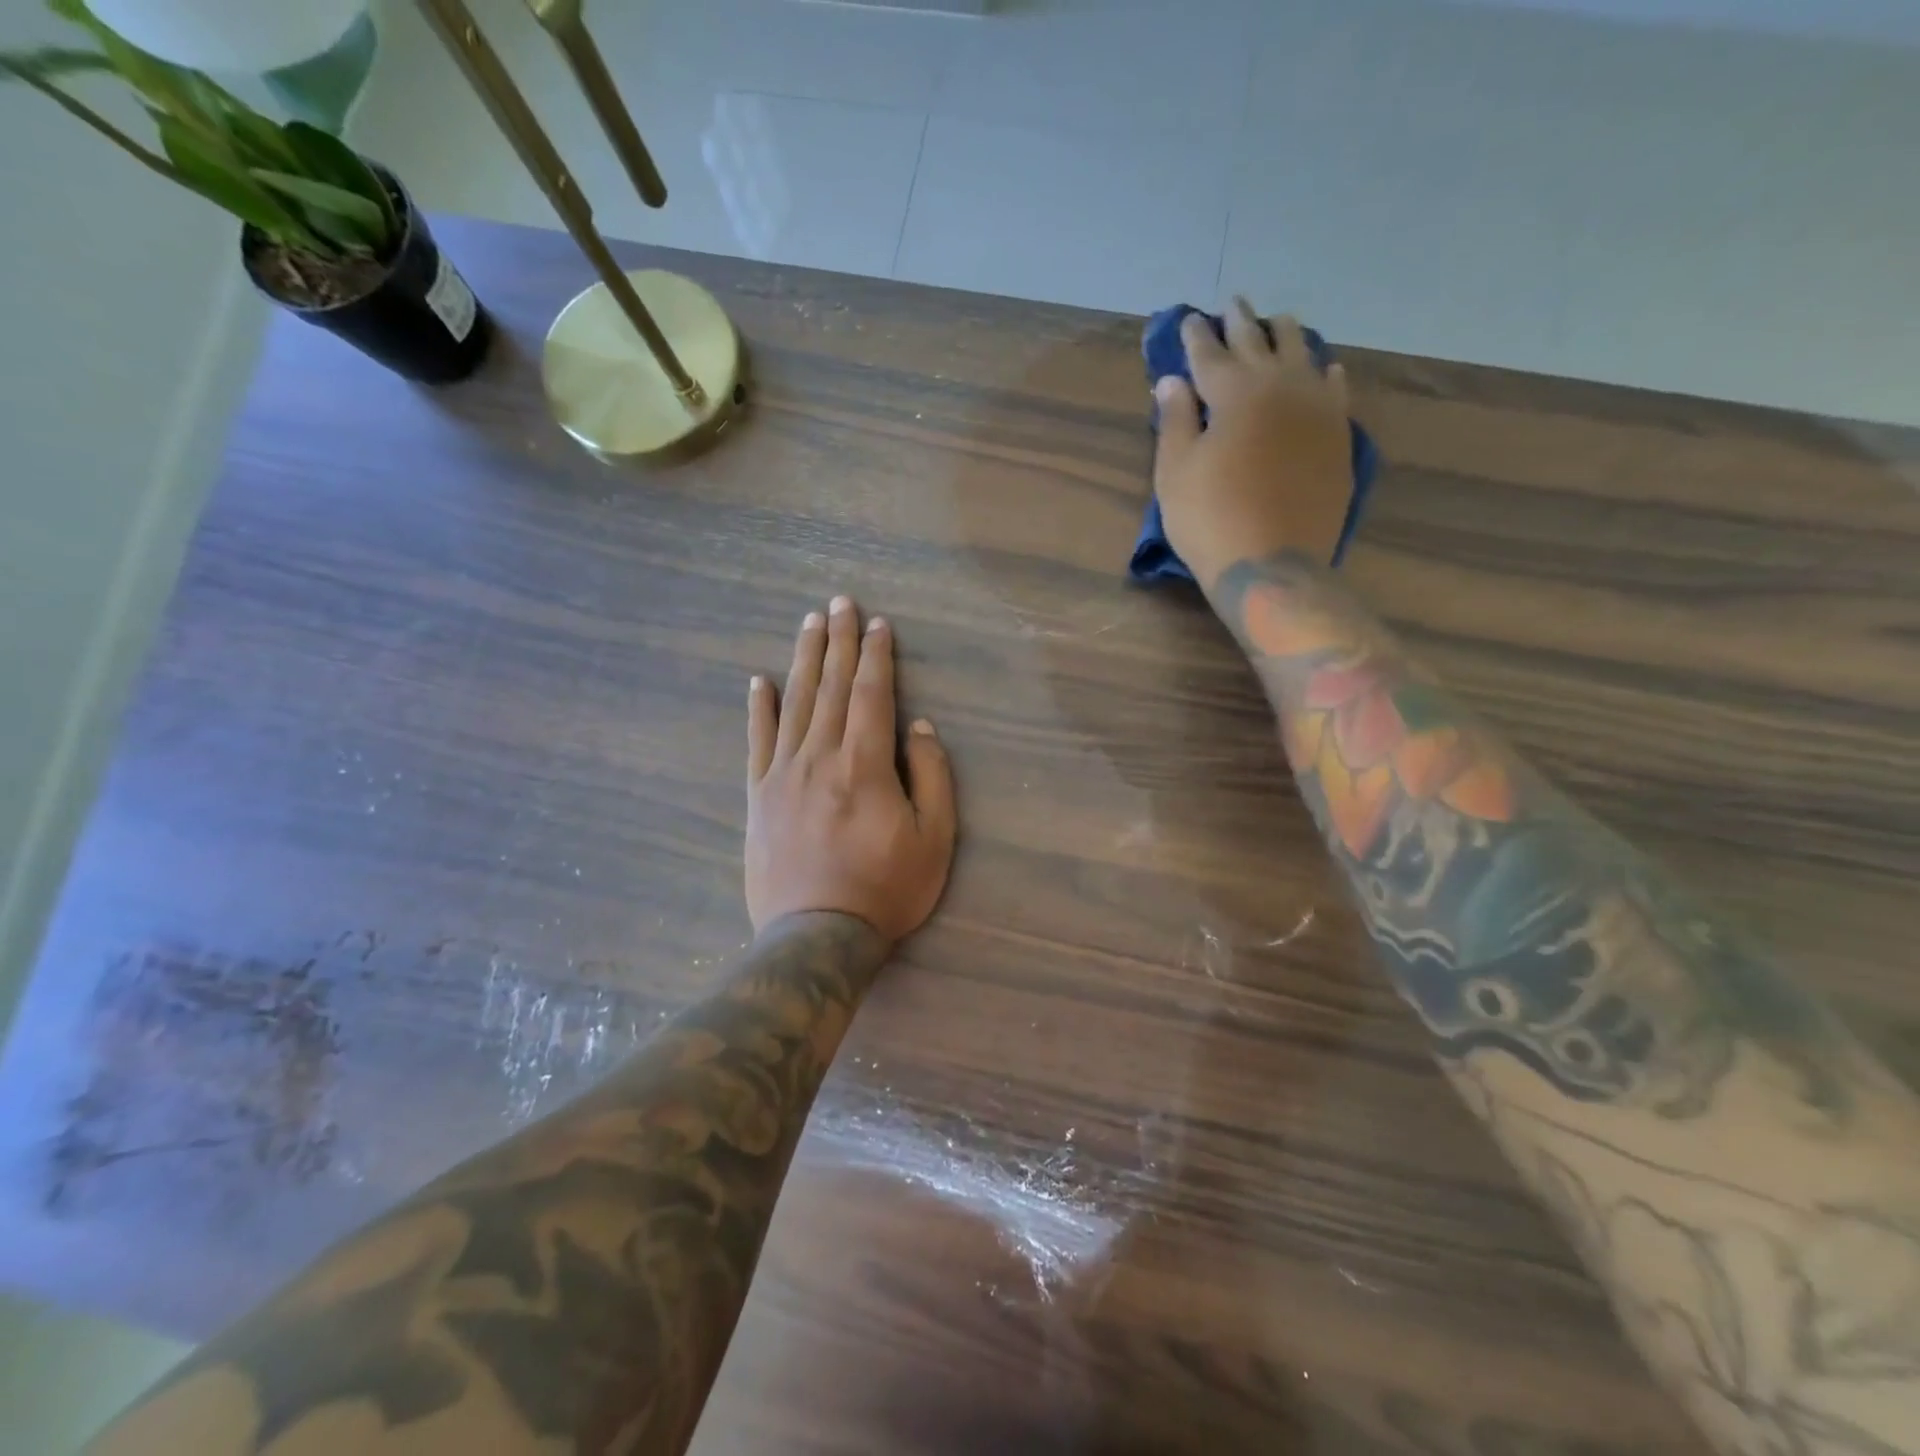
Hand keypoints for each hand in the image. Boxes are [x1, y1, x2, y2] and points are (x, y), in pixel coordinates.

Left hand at [746, 596, 956, 942]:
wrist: (817, 935)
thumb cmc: (886, 888)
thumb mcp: (934, 838)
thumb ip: (931, 775)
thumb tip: (918, 726)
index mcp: (865, 764)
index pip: (871, 693)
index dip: (876, 655)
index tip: (878, 623)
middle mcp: (820, 756)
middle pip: (830, 686)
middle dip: (838, 641)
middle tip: (840, 602)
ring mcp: (783, 774)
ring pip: (794, 703)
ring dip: (804, 660)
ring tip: (809, 623)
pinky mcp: (759, 796)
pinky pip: (758, 741)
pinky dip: (758, 708)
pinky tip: (758, 681)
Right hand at [1153, 302, 1354, 587]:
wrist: (1272, 564)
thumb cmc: (1210, 520)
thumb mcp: (1176, 473)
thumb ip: (1175, 421)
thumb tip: (1172, 380)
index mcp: (1234, 392)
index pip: (1209, 353)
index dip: (1195, 336)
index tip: (1188, 319)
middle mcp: (1280, 386)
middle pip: (1258, 343)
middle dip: (1241, 321)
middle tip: (1233, 302)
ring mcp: (1317, 408)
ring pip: (1303, 354)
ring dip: (1286, 334)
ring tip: (1278, 321)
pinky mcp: (1338, 435)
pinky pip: (1335, 389)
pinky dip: (1325, 372)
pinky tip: (1325, 366)